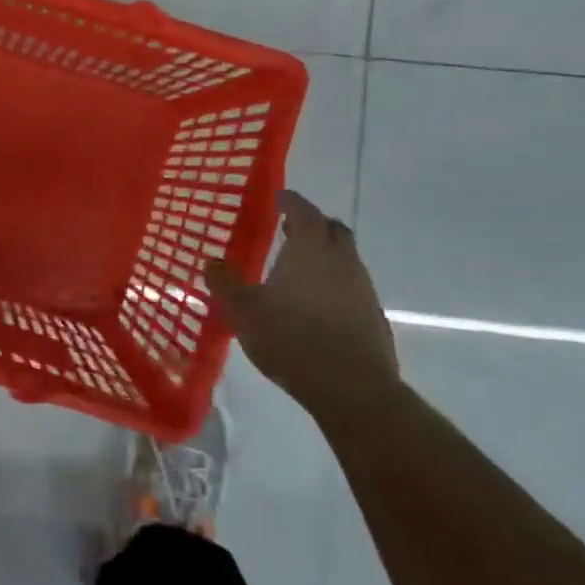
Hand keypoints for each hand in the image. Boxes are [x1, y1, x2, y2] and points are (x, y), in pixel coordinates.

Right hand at [206, 190, 398, 406]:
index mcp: (310, 248)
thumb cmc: (290, 337)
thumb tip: (211, 261)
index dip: (290, 201)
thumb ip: (225, 282)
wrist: (351, 387)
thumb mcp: (243, 309)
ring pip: (345, 259)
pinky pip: (351, 287)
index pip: (303, 210)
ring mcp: (363, 288)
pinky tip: (315, 305)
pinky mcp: (372, 316)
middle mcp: (342, 260)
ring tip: (297, 270)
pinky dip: (333, 284)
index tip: (278, 197)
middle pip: (332, 229)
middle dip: (312, 225)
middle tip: (289, 229)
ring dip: (324, 256)